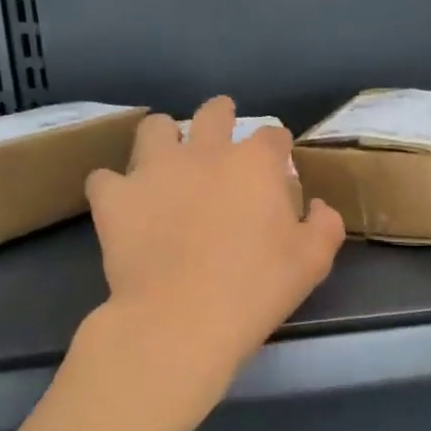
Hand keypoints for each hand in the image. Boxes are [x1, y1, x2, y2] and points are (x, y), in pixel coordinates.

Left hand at [85, 98, 344, 382]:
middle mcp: (204, 152)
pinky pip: (105, 178)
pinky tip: (124, 204)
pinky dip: (116, 188)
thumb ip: (324, 225)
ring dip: (165, 138)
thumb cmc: (257, 289)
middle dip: (222, 114)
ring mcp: (154, 170)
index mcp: (255, 163)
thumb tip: (317, 206)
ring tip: (167, 160)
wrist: (183, 318)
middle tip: (222, 131)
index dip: (277, 145)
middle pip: (213, 113)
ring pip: (155, 128)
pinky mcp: (115, 197)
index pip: (272, 135)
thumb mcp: (313, 261)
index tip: (278, 161)